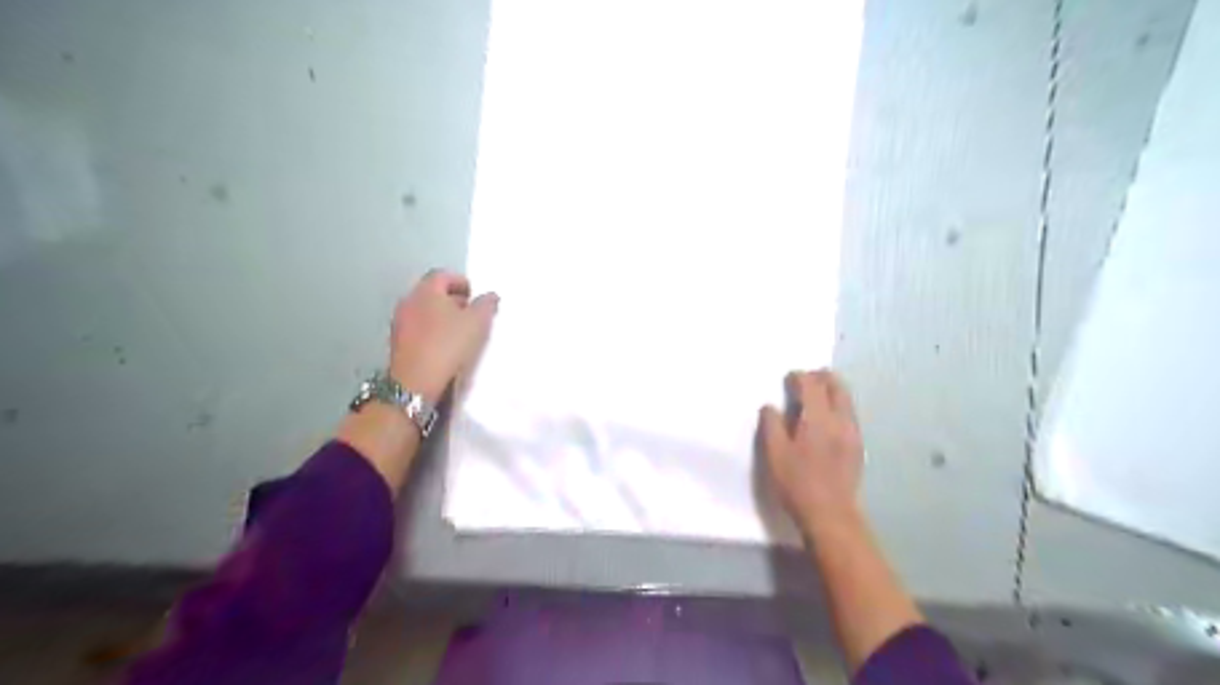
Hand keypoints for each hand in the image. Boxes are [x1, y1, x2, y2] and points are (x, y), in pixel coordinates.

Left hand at [388, 269, 496, 399]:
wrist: (416, 381)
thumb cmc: (448, 344)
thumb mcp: (477, 322)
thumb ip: (486, 305)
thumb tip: (490, 296)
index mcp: (426, 290)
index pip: (443, 275)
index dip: (461, 282)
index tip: (475, 295)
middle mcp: (409, 301)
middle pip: (432, 293)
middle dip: (452, 300)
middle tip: (471, 313)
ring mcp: (400, 323)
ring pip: (424, 311)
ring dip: (441, 317)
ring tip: (460, 332)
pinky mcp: (397, 343)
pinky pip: (418, 329)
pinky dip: (432, 332)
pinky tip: (445, 347)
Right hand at [759, 370, 862, 533]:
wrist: (831, 514)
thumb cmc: (797, 484)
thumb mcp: (775, 454)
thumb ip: (771, 425)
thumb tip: (770, 407)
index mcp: (818, 419)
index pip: (812, 385)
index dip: (800, 377)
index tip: (788, 377)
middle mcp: (840, 420)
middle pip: (836, 386)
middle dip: (822, 377)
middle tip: (806, 378)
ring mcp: (853, 433)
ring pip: (846, 399)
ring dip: (832, 390)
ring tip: (816, 394)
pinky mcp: (858, 446)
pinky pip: (849, 414)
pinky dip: (838, 405)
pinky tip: (827, 418)